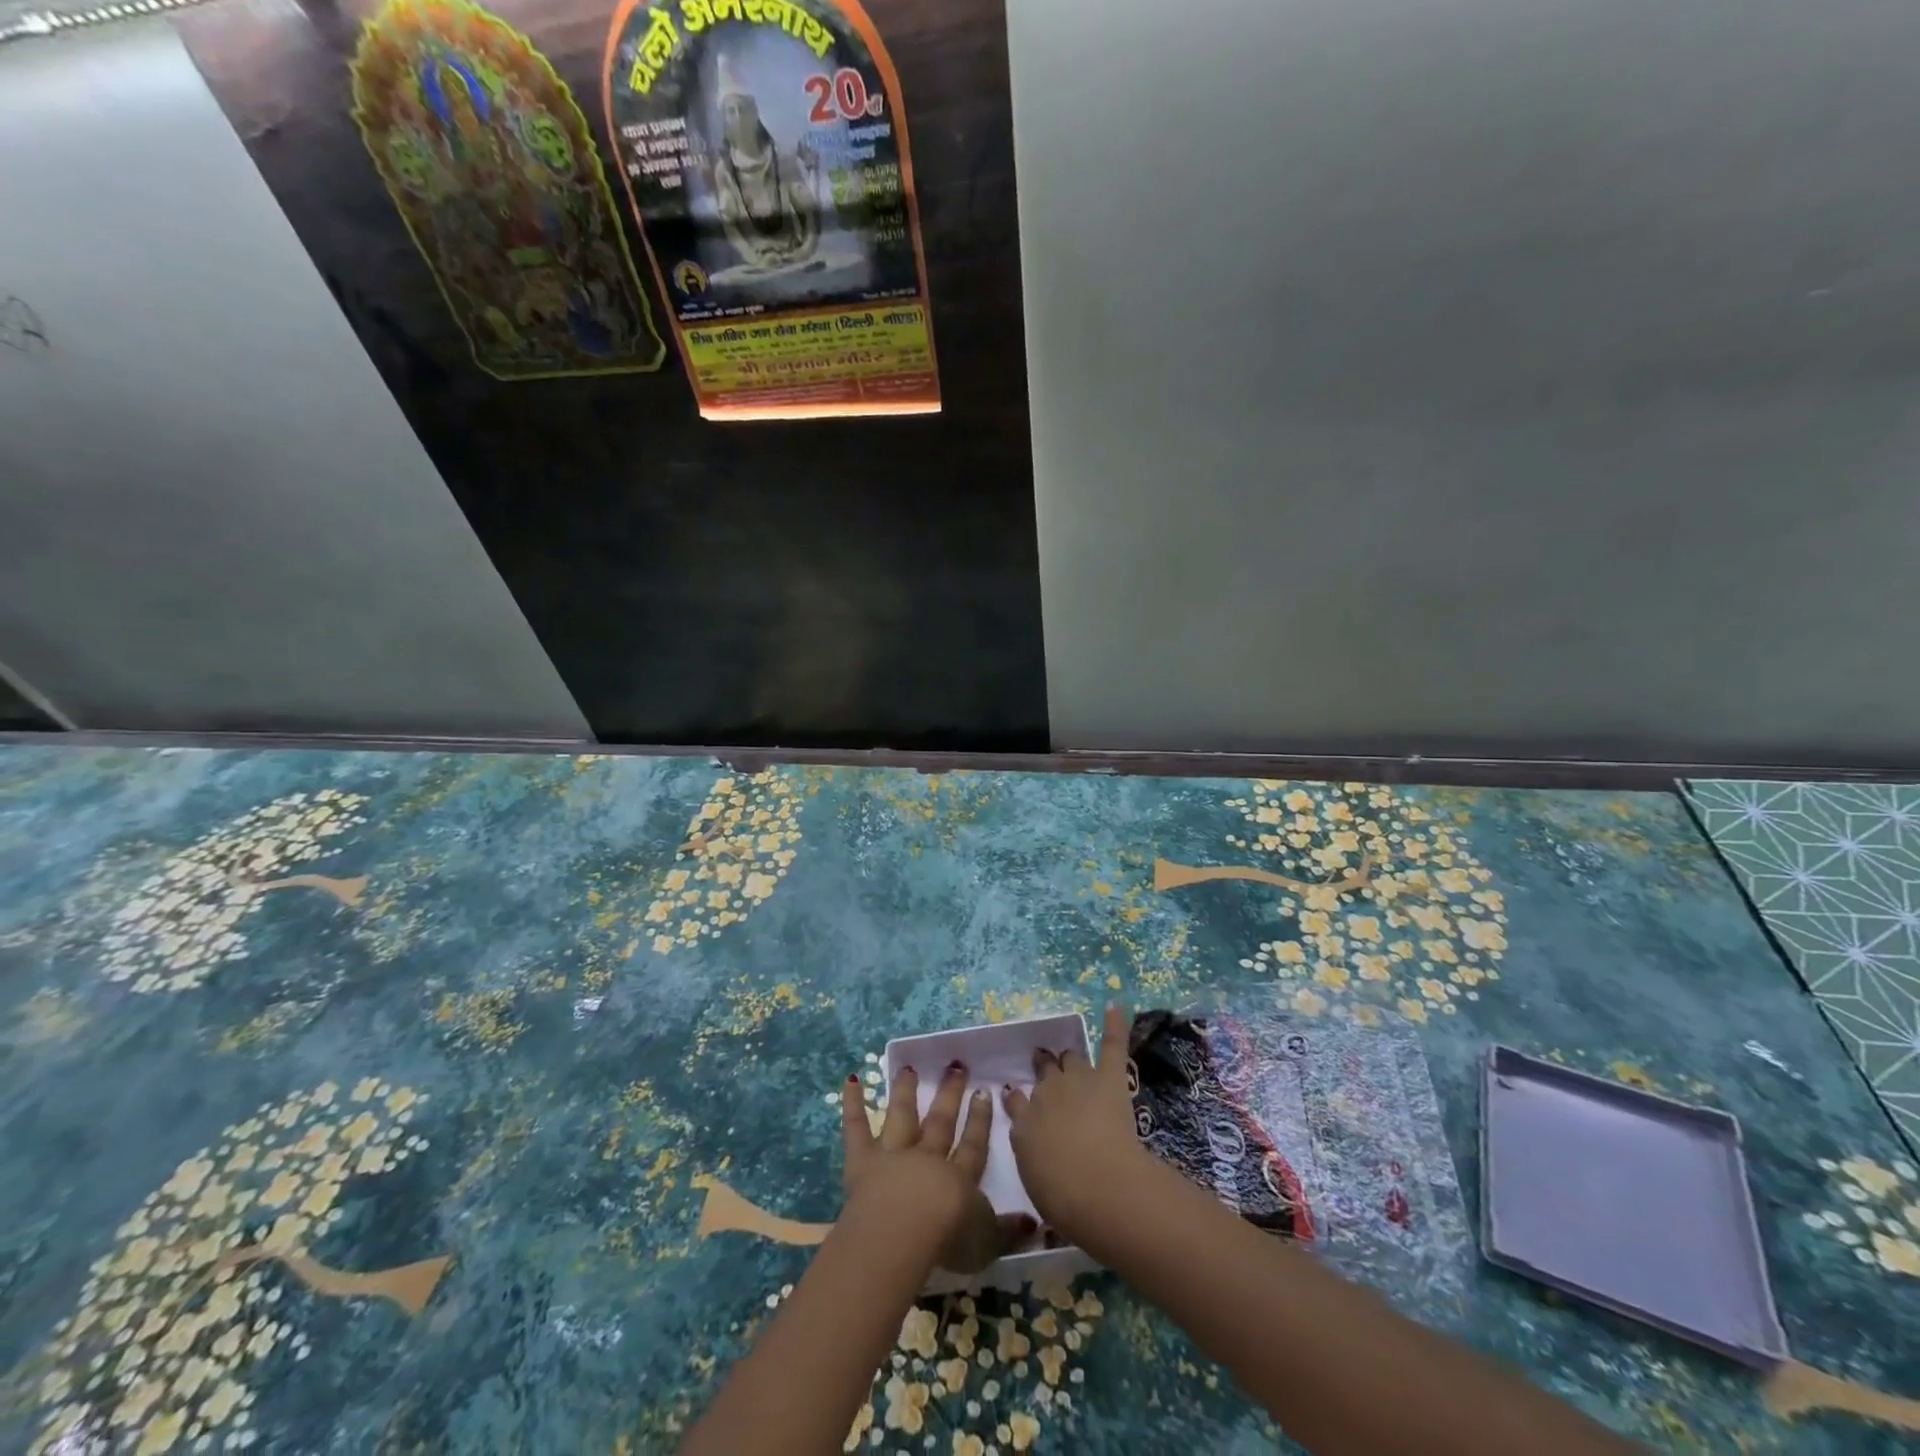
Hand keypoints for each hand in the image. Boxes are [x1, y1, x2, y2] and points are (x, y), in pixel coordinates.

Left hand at [841, 1065, 1034, 1273]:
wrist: (904, 1230)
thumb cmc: (948, 1239)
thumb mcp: (987, 1242)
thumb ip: (1009, 1231)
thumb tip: (1034, 1222)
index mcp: (959, 1177)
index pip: (973, 1144)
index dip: (979, 1120)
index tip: (984, 1092)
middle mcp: (927, 1158)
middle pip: (940, 1122)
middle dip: (949, 1094)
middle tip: (955, 1066)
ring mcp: (893, 1155)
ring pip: (902, 1116)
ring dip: (905, 1091)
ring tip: (909, 1068)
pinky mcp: (863, 1161)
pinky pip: (857, 1127)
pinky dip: (853, 1103)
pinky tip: (852, 1078)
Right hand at [1002, 1005, 1156, 1244]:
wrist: (1097, 1186)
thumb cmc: (1064, 1198)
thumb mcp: (1035, 1182)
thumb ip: (1034, 1157)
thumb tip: (1038, 1146)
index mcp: (1024, 1125)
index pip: (1017, 1103)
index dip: (1018, 1099)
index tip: (1016, 1095)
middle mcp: (1046, 1095)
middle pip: (1044, 1075)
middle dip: (1044, 1070)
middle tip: (1045, 1067)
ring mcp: (1079, 1081)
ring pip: (1071, 1060)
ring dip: (1070, 1059)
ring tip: (1069, 1055)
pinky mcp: (1110, 1078)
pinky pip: (1111, 1045)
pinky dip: (1114, 1024)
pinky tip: (1114, 1005)